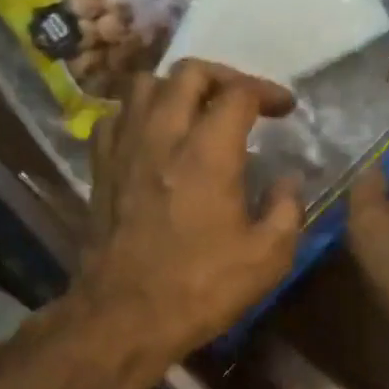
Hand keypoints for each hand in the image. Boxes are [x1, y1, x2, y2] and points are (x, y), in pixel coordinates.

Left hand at [71, 60, 302, 386]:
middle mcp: (162, 135)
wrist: (123, 317)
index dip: (268, 92)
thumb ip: (287, 208)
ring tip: (194, 111)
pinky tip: (150, 136)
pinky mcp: (100, 169)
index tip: (285, 109)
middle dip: (223, 77)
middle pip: (188, 72)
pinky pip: (113, 118)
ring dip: (174, 88)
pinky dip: (135, 114)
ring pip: (143, 84)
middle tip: (242, 101)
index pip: (239, 93)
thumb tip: (288, 179)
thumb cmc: (199, 289)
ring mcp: (124, 149)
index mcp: (208, 152)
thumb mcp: (267, 257)